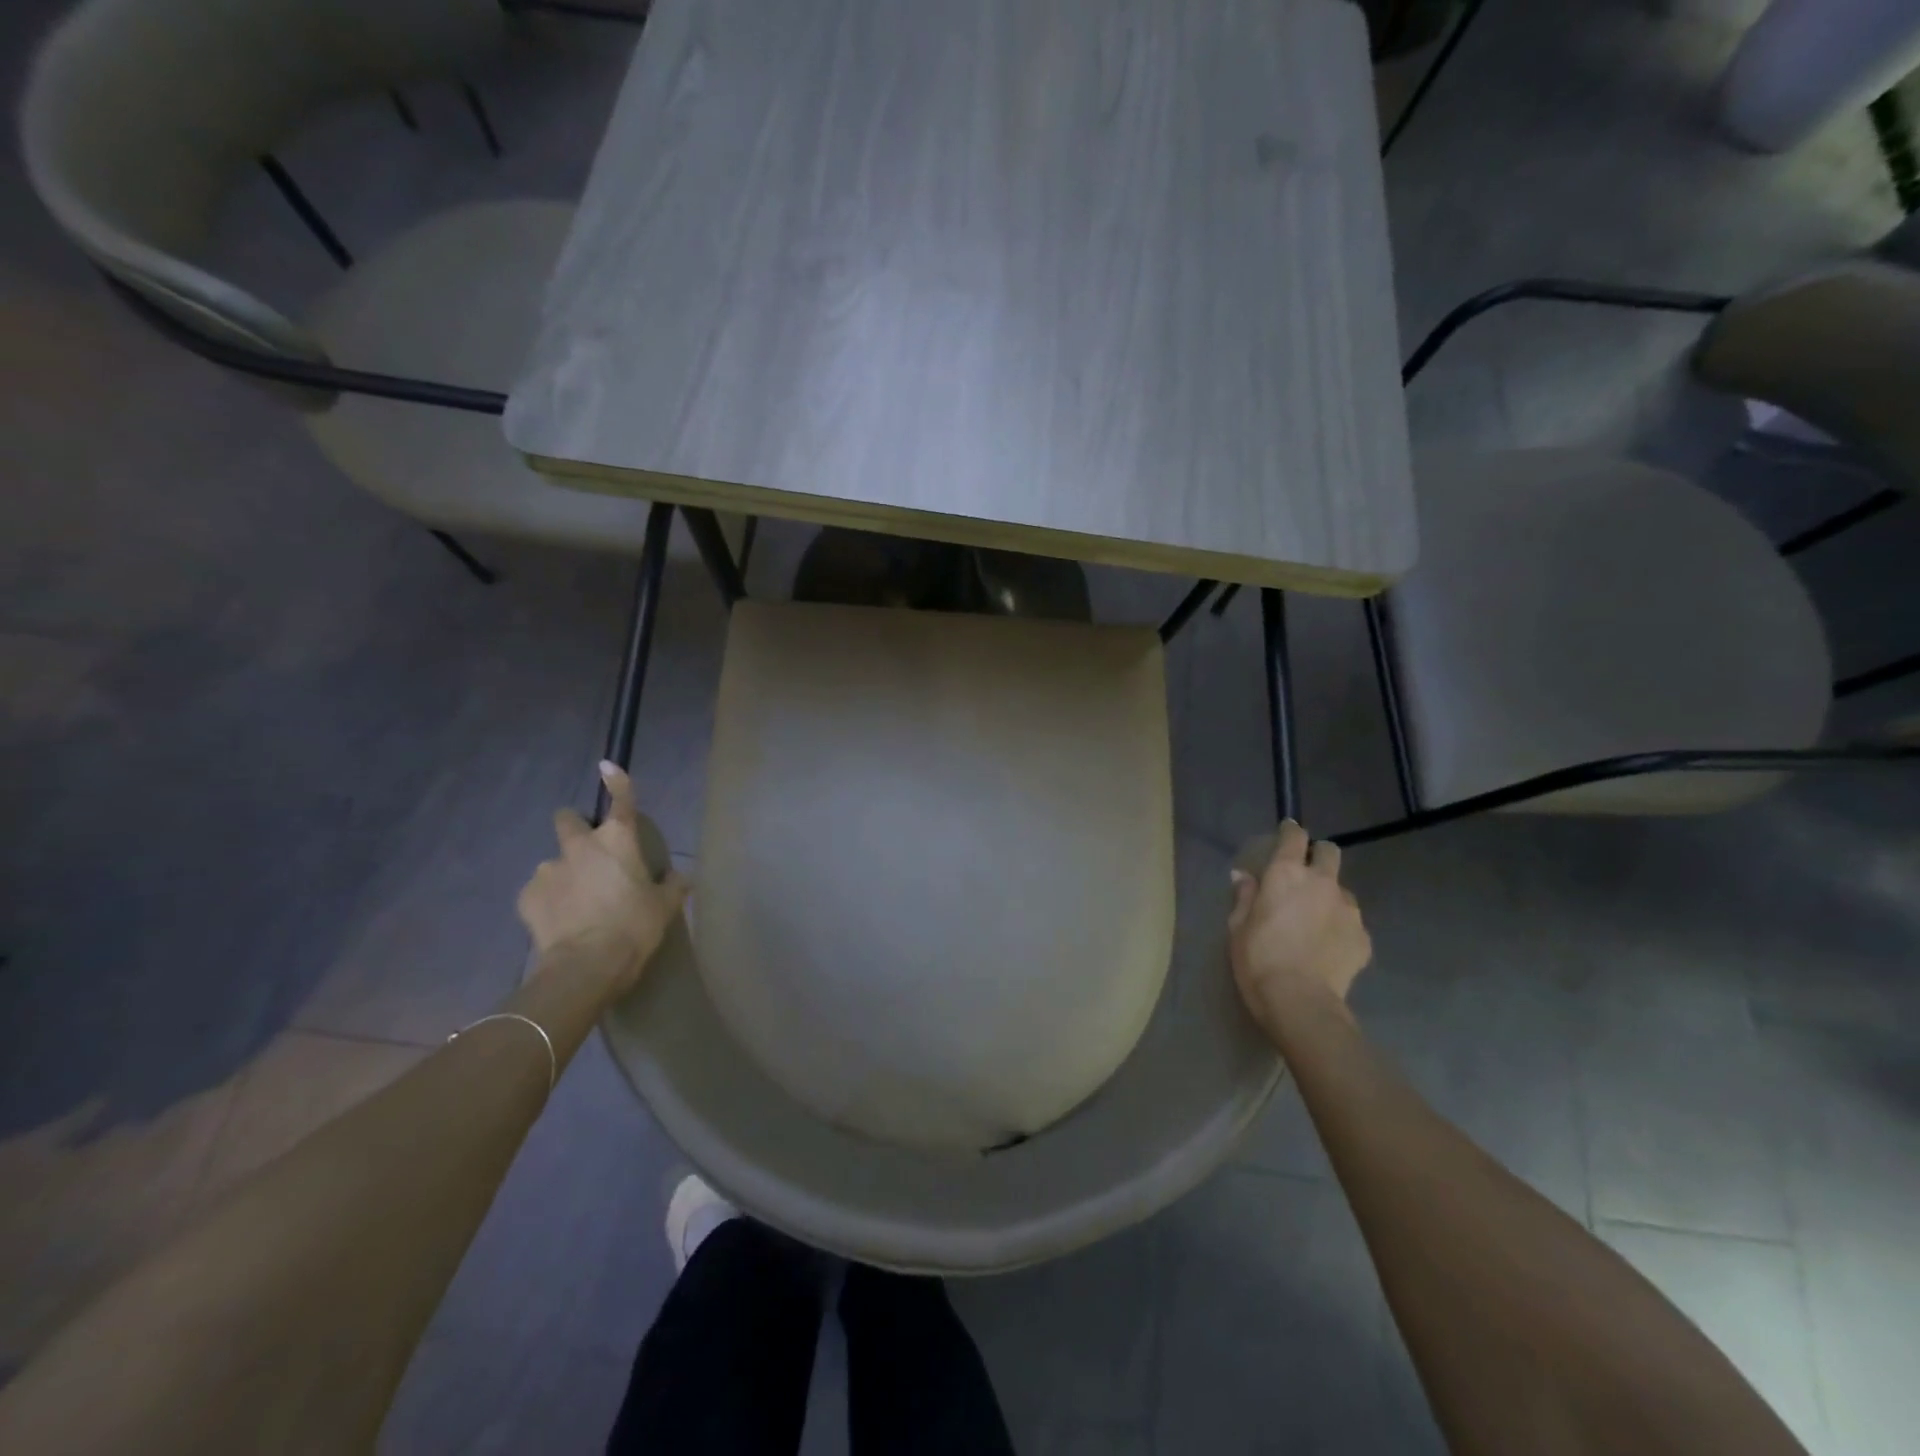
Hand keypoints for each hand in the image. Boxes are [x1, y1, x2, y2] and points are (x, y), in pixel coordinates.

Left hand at [516, 762, 689, 995]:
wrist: (586, 966)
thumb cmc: (634, 928)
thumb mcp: (664, 908)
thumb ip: (673, 886)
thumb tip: (681, 877)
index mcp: (618, 841)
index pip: (620, 799)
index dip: (616, 781)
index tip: (607, 766)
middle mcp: (580, 846)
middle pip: (568, 818)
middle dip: (575, 827)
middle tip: (589, 853)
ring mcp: (548, 869)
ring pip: (554, 860)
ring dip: (565, 872)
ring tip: (577, 902)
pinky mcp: (526, 896)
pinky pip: (538, 890)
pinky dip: (548, 899)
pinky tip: (561, 920)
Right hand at [1228, 820, 1371, 1042]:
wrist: (1300, 1002)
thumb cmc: (1258, 959)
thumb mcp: (1237, 927)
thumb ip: (1244, 896)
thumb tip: (1243, 876)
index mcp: (1286, 874)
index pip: (1294, 837)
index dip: (1290, 832)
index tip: (1286, 833)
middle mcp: (1321, 883)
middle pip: (1329, 852)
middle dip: (1319, 856)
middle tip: (1304, 876)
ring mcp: (1348, 909)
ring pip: (1341, 890)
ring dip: (1329, 897)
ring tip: (1315, 922)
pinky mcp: (1364, 937)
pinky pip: (1351, 922)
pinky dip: (1340, 928)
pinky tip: (1327, 948)